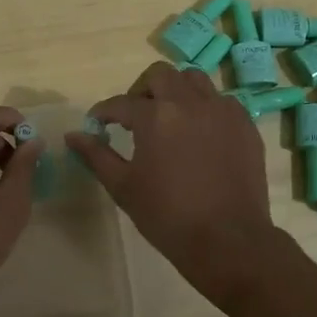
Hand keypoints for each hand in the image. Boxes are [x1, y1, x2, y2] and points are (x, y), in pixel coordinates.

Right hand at [65, 62, 275, 306]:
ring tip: (170, 116)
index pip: (121, 103)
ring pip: (194, 79)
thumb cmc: (168, 216)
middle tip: (135, 115)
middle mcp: (189, 102)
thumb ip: (96, 155)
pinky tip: (200, 131)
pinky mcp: (244, 124)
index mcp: (155, 116)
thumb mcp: (123, 187)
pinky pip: (221, 100)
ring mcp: (221, 110)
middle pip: (160, 75)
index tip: (97, 123)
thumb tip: (72, 135)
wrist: (228, 241)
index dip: (104, 112)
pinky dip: (205, 106)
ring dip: (176, 90)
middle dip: (141, 89)